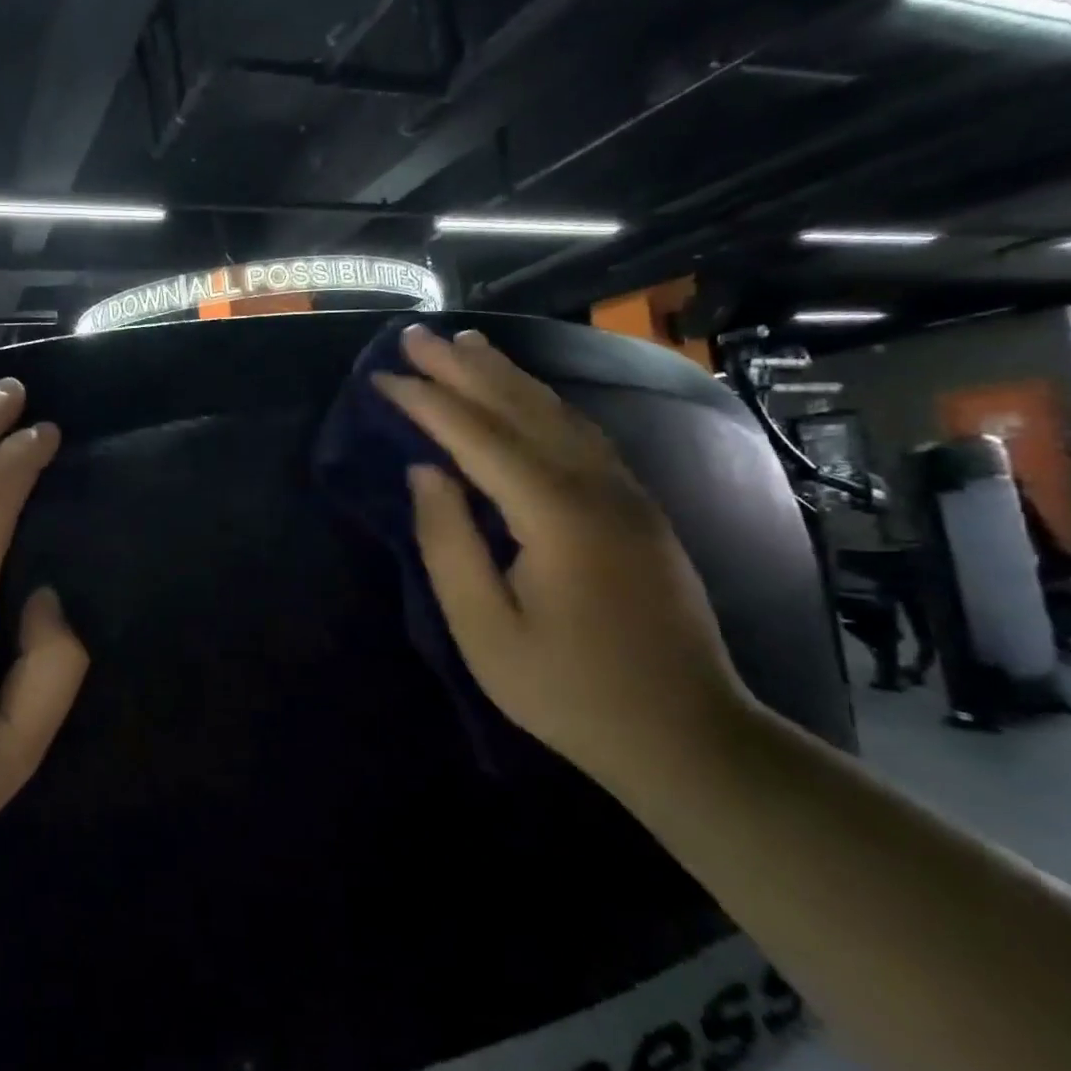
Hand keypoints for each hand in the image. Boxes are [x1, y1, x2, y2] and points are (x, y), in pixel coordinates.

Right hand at [375, 325, 750, 787]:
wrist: (687, 735)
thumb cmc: (569, 690)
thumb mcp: (484, 630)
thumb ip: (449, 543)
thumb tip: (424, 472)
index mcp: (556, 514)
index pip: (477, 437)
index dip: (426, 402)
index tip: (383, 376)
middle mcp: (597, 486)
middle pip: (520, 408)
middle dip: (462, 368)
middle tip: (415, 335)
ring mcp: (626, 492)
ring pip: (557, 412)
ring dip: (505, 374)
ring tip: (465, 343)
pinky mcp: (637, 507)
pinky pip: (580, 433)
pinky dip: (541, 401)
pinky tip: (523, 393)